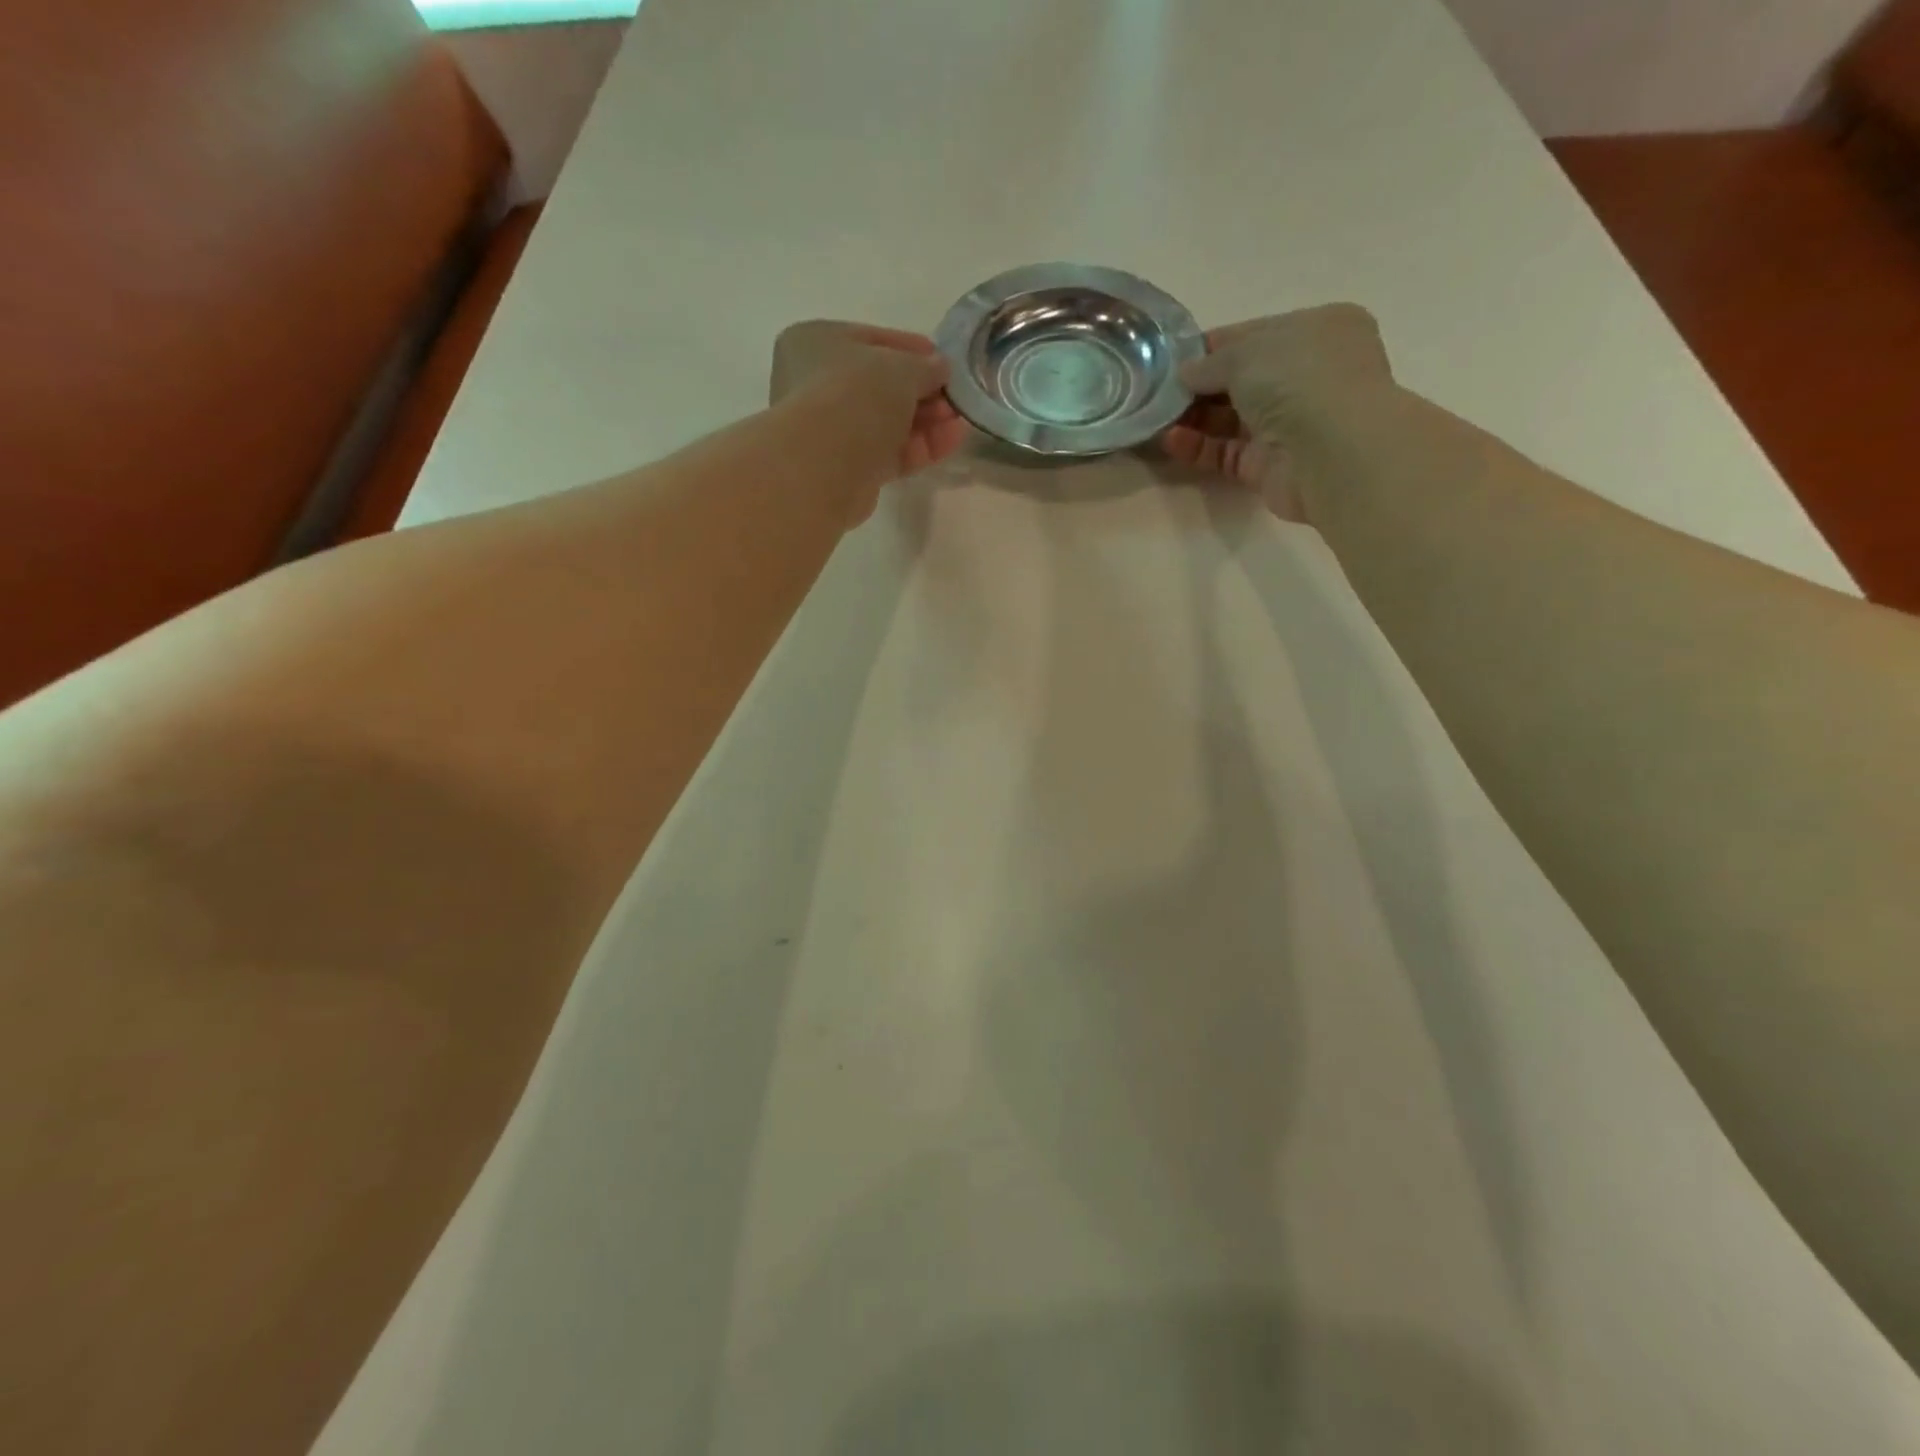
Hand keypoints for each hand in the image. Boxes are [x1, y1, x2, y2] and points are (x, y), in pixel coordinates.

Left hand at [770, 321, 969, 478]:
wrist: (826, 464)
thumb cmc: (856, 394)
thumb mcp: (901, 367)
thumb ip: (925, 366)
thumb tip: (940, 368)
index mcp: (815, 342)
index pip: (871, 341)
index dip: (912, 349)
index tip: (944, 361)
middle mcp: (816, 385)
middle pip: (881, 386)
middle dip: (924, 391)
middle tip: (955, 396)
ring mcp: (831, 431)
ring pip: (887, 422)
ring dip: (927, 421)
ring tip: (960, 420)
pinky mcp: (848, 469)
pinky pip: (889, 452)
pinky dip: (919, 446)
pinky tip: (951, 441)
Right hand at [1161, 304, 1393, 519]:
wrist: (1332, 451)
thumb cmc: (1299, 379)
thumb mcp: (1247, 352)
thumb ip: (1210, 363)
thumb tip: (1185, 375)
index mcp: (1316, 331)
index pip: (1255, 335)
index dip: (1213, 346)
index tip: (1172, 358)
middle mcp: (1306, 376)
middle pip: (1240, 379)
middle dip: (1198, 386)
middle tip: (1156, 391)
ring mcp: (1289, 423)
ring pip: (1230, 418)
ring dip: (1192, 417)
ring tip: (1155, 418)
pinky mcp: (1268, 465)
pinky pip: (1225, 452)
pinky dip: (1198, 447)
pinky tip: (1170, 441)